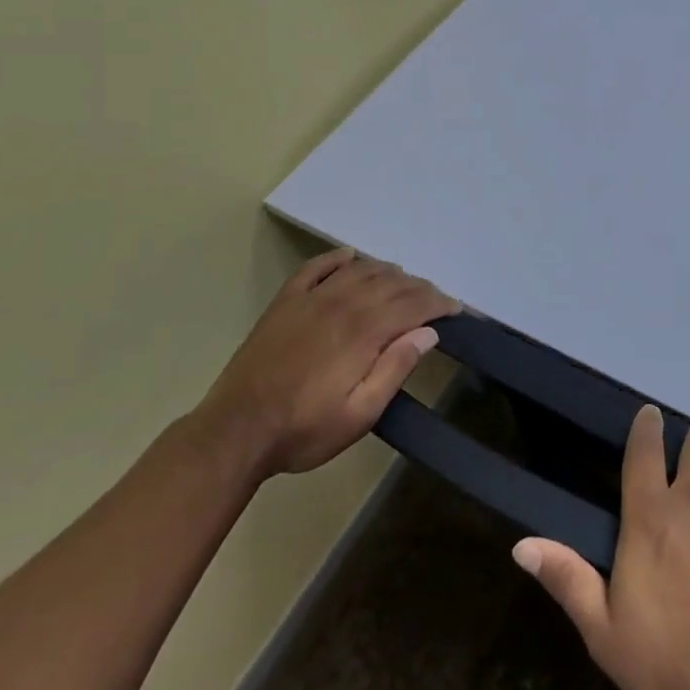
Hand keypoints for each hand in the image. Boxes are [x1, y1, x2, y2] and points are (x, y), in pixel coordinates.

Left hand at [194, 249, 454, 478]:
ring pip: (360, 269)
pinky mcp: (285, 302)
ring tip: (402, 284)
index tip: (455, 309)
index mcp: (363, 331)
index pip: (413, 304)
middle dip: (419, 288)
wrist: (234, 432)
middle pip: (392, 283)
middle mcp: (342, 303)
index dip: (439, 303)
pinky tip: (350, 258)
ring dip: (387, 272)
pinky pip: (316, 267)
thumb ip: (395, 369)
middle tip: (434, 300)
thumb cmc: (303, 429)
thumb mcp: (360, 414)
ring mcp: (311, 299)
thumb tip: (428, 333)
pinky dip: (338, 258)